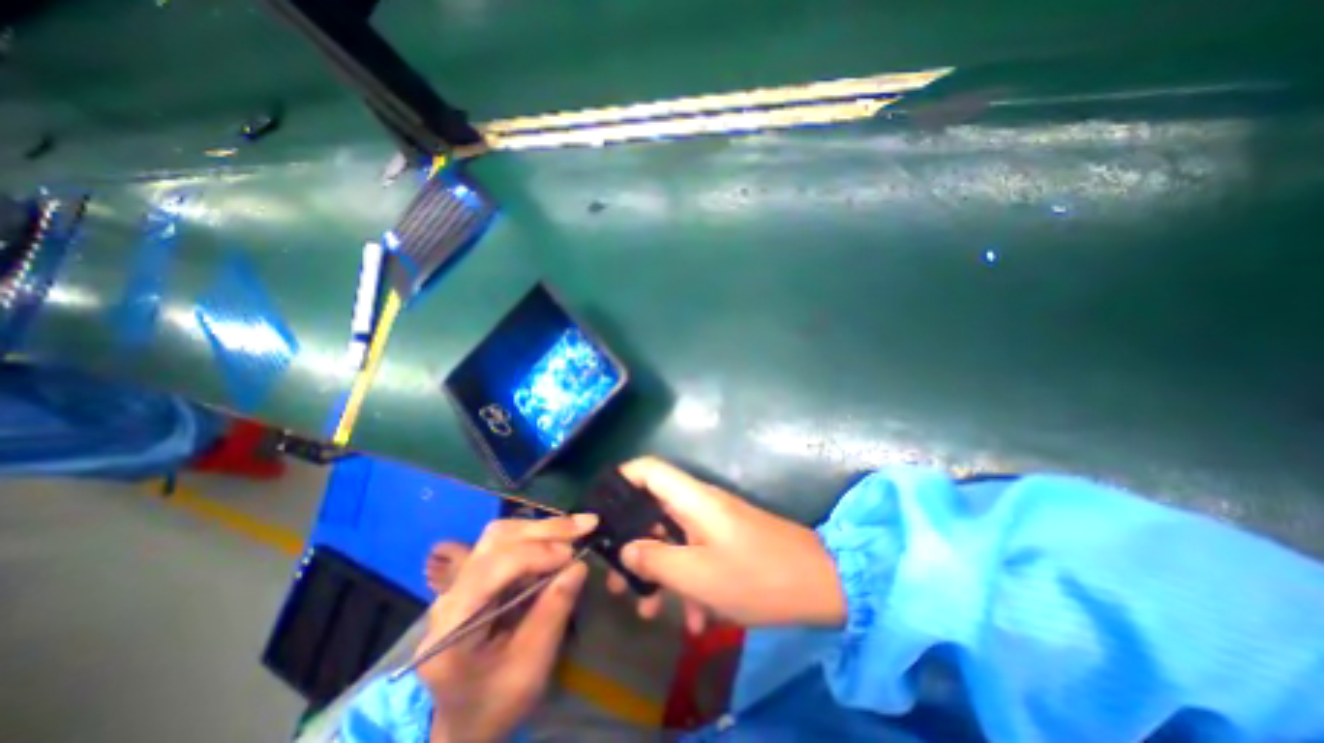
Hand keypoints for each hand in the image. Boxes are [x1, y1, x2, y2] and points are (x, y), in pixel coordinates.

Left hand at [416, 514, 596, 742]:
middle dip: (544, 530)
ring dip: (543, 529)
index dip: (535, 554)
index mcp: (451, 627)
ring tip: (577, 528)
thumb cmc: (497, 702)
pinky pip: (507, 544)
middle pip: (496, 540)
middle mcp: (450, 594)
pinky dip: (538, 537)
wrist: (467, 721)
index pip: (492, 568)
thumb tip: (579, 565)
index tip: (573, 555)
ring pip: (502, 535)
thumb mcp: (530, 668)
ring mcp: (460, 582)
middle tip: (586, 525)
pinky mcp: (476, 576)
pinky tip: (561, 539)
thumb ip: (553, 613)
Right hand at [604, 457, 841, 632]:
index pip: (649, 469)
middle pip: (654, 508)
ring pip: (673, 537)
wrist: (821, 584)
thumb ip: (656, 560)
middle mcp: (700, 504)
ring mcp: (714, 523)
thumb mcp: (699, 575)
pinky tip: (694, 621)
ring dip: (659, 570)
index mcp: (692, 499)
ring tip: (647, 609)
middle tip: (617, 579)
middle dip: (633, 542)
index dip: (622, 478)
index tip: (602, 508)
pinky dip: (688, 581)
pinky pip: (696, 554)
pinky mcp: (727, 541)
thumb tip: (627, 549)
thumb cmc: (757, 576)